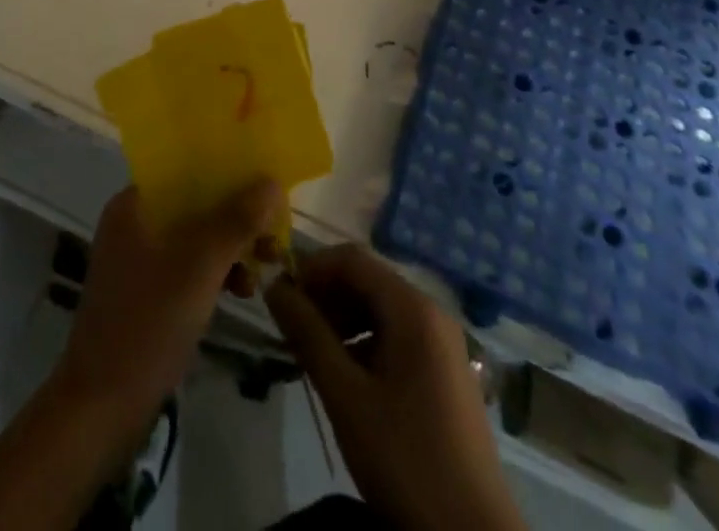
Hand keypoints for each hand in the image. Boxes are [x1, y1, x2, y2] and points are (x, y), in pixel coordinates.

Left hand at [53, 182, 282, 441]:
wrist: (101, 409)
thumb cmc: (147, 324)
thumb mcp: (199, 267)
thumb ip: (236, 221)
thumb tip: (271, 181)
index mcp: (134, 204)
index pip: (185, 168)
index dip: (226, 169)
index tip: (263, 179)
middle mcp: (134, 222)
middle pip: (194, 202)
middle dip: (236, 213)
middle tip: (273, 231)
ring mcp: (139, 259)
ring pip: (196, 235)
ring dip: (231, 245)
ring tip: (266, 264)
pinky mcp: (148, 292)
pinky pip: (190, 265)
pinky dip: (217, 271)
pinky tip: (243, 290)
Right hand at [266, 245, 522, 530]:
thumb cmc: (406, 460)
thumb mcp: (347, 397)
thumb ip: (308, 335)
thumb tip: (273, 286)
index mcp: (413, 308)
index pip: (352, 259)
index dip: (312, 268)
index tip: (281, 299)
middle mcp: (431, 312)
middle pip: (368, 281)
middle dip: (326, 296)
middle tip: (292, 330)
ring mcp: (443, 343)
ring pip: (381, 309)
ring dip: (343, 320)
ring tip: (313, 354)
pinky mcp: (446, 372)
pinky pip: (398, 335)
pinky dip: (365, 342)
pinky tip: (347, 377)